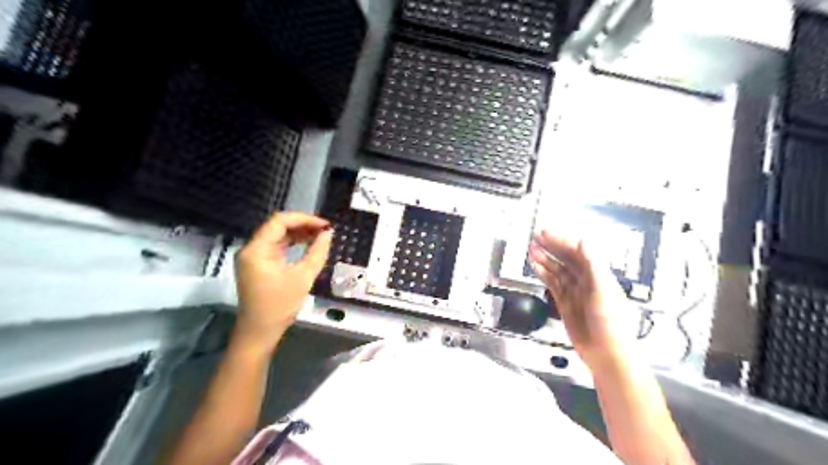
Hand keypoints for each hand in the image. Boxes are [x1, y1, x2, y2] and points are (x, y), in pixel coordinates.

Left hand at [232, 215, 331, 354]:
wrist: (260, 332)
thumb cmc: (280, 305)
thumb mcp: (303, 277)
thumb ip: (317, 252)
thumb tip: (328, 234)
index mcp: (257, 249)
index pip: (280, 221)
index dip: (304, 219)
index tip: (325, 225)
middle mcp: (251, 249)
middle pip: (277, 226)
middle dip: (303, 225)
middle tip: (326, 230)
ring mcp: (253, 257)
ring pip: (277, 236)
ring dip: (299, 234)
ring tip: (321, 236)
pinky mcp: (258, 265)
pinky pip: (276, 247)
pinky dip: (292, 244)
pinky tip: (308, 245)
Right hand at [531, 231, 628, 367]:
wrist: (606, 353)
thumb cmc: (611, 324)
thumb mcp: (604, 291)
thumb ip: (593, 265)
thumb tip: (584, 242)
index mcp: (598, 275)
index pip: (578, 251)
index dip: (562, 240)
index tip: (547, 234)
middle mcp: (586, 280)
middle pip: (566, 258)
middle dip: (551, 246)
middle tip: (536, 237)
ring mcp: (574, 291)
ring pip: (557, 270)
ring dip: (545, 258)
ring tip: (532, 249)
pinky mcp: (565, 303)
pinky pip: (552, 284)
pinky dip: (543, 274)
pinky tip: (536, 267)